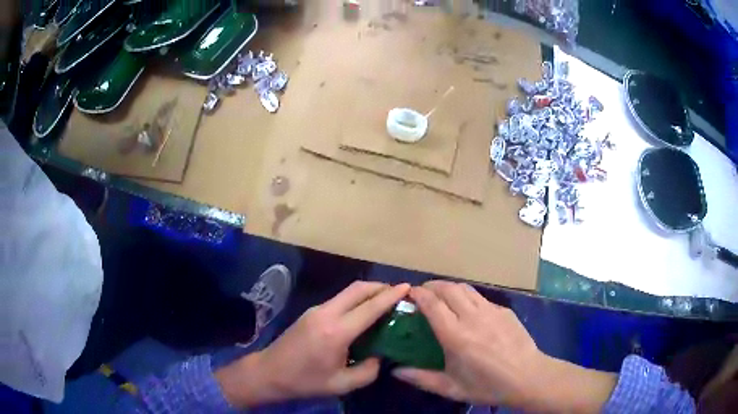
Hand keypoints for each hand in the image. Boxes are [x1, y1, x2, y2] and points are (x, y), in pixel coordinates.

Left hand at [216, 281, 410, 407]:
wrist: (269, 373)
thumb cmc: (305, 381)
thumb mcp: (342, 384)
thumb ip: (369, 370)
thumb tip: (381, 355)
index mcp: (336, 332)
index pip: (370, 307)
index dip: (391, 296)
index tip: (408, 287)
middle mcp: (326, 314)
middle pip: (358, 289)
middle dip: (381, 286)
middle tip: (399, 293)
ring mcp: (316, 310)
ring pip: (348, 292)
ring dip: (368, 292)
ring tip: (386, 302)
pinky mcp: (311, 312)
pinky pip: (339, 300)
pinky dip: (356, 300)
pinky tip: (363, 313)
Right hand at [393, 281, 616, 411]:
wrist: (528, 377)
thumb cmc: (487, 386)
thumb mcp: (451, 388)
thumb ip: (422, 378)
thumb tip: (396, 371)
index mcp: (456, 336)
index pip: (432, 304)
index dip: (418, 294)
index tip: (409, 293)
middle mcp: (472, 317)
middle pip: (448, 288)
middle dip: (432, 285)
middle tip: (423, 292)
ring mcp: (491, 310)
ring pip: (465, 288)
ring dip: (450, 287)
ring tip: (442, 296)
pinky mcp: (504, 310)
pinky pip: (481, 297)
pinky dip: (467, 297)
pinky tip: (468, 311)